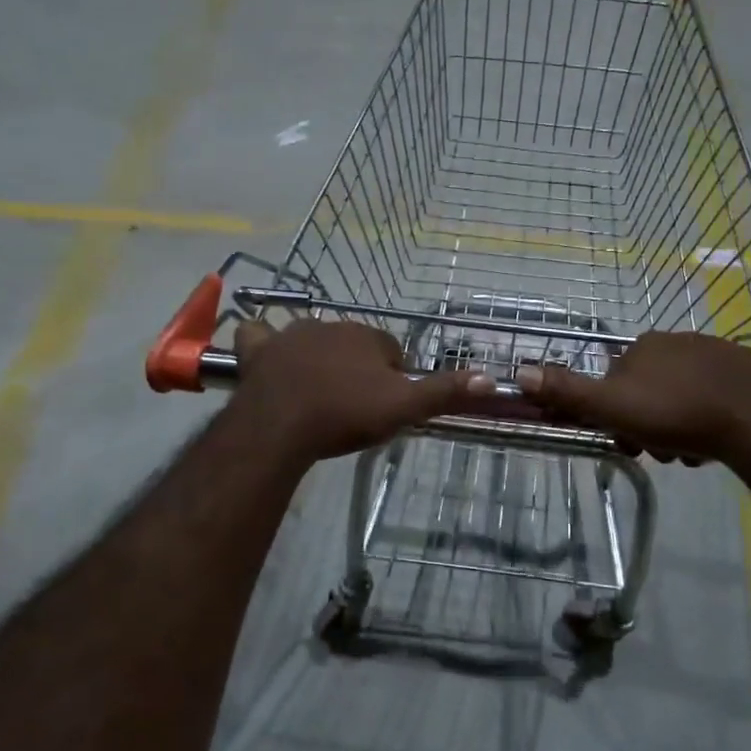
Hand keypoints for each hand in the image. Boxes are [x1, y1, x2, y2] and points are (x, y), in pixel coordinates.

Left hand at [230, 318, 493, 462]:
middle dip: (356, 367)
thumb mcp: (403, 408)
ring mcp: (291, 334)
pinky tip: (265, 353)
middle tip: (353, 405)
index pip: (391, 351)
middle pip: (353, 344)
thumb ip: (444, 392)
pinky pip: (258, 335)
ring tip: (316, 393)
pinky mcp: (259, 350)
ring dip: (317, 357)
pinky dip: (262, 341)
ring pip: (311, 338)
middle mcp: (332, 325)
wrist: (282, 425)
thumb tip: (491, 378)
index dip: (392, 378)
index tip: (385, 405)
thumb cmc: (346, 414)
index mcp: (369, 336)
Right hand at [515, 332, 750, 462]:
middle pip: (647, 392)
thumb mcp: (612, 406)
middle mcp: (674, 341)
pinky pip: (712, 397)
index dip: (615, 417)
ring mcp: (712, 353)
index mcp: (641, 347)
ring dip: (678, 429)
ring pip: (679, 398)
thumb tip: (519, 372)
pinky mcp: (743, 370)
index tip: (627, 442)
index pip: (614, 384)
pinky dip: (707, 420)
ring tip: (691, 451)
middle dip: (649, 426)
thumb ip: (568, 391)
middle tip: (663, 452)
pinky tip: (715, 441)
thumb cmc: (676, 412)